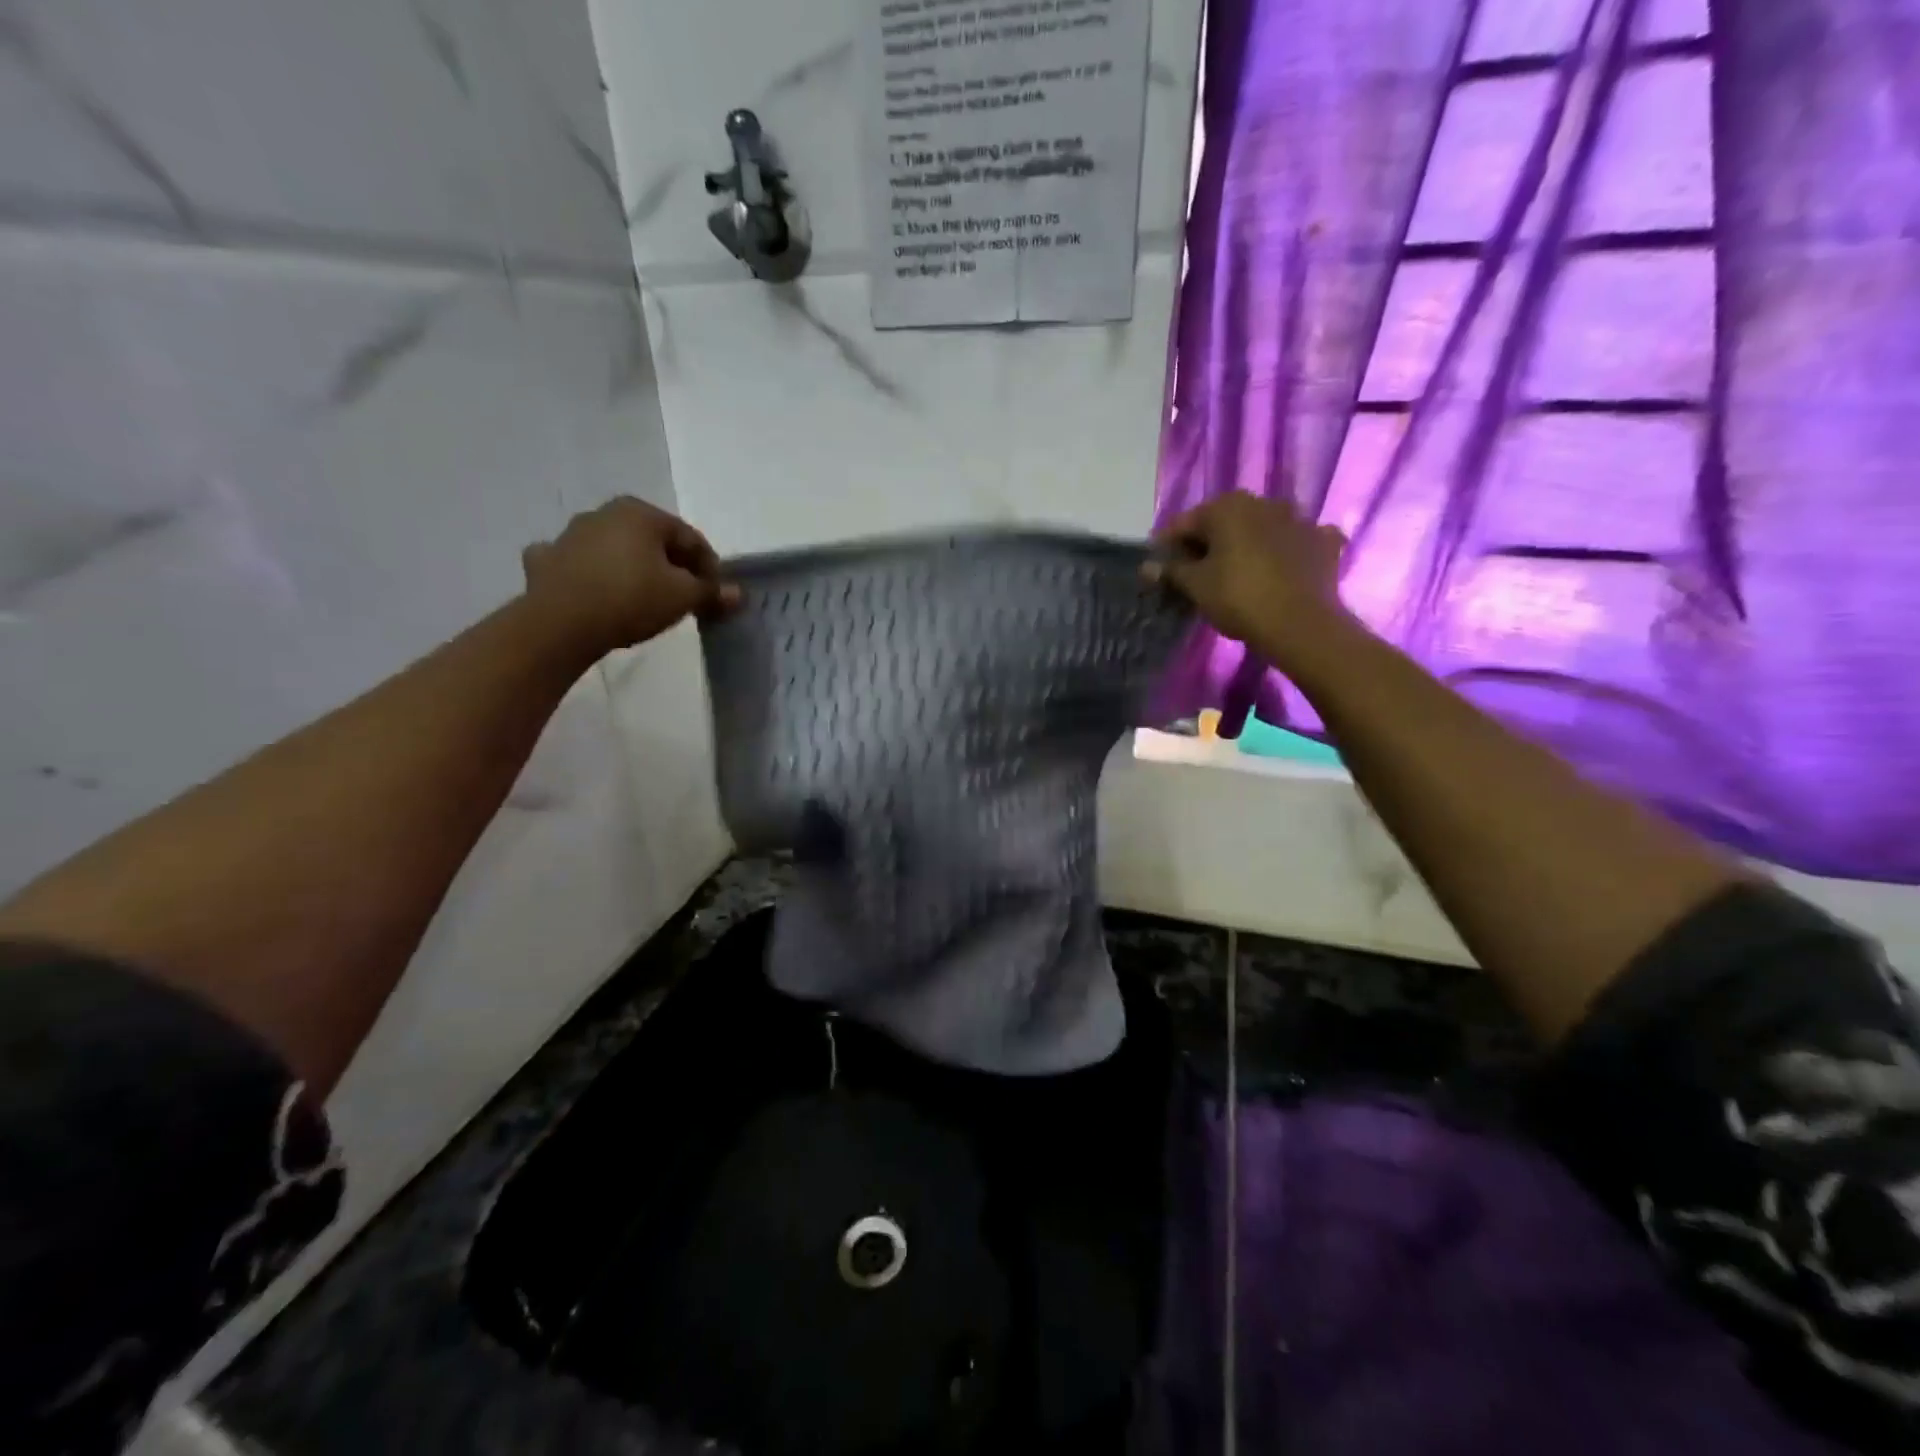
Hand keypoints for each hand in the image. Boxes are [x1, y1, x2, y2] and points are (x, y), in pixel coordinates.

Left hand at [521, 497, 738, 656]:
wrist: (561, 623)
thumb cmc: (632, 599)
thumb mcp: (683, 597)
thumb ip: (711, 592)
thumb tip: (737, 593)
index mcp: (641, 513)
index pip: (690, 538)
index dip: (709, 567)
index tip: (715, 594)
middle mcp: (605, 513)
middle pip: (652, 541)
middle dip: (672, 566)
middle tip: (685, 597)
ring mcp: (570, 534)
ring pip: (615, 549)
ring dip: (633, 568)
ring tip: (645, 599)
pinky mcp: (546, 561)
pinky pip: (578, 563)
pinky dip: (589, 573)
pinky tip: (593, 589)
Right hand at [1145, 491, 1351, 671]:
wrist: (1300, 623)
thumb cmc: (1237, 597)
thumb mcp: (1195, 586)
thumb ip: (1171, 570)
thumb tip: (1147, 567)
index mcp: (1227, 506)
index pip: (1185, 523)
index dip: (1168, 547)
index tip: (1160, 569)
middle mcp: (1263, 502)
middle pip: (1224, 522)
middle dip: (1208, 543)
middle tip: (1196, 574)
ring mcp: (1299, 519)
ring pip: (1261, 528)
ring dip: (1247, 544)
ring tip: (1236, 573)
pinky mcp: (1323, 542)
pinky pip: (1296, 542)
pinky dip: (1287, 551)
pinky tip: (1282, 568)